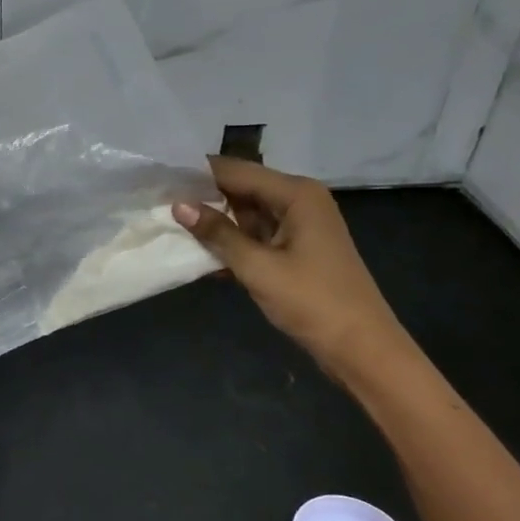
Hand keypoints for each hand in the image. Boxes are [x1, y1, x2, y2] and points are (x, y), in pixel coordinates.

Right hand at [173, 157, 405, 375]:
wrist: (362, 350)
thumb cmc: (313, 302)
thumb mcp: (258, 267)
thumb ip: (218, 233)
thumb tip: (178, 205)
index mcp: (296, 194)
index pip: (235, 170)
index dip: (197, 174)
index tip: (158, 179)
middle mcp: (298, 200)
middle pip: (240, 187)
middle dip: (202, 196)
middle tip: (157, 202)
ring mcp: (298, 225)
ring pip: (245, 212)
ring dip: (214, 221)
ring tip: (168, 223)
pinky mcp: (295, 248)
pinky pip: (254, 233)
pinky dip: (230, 241)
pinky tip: (198, 252)